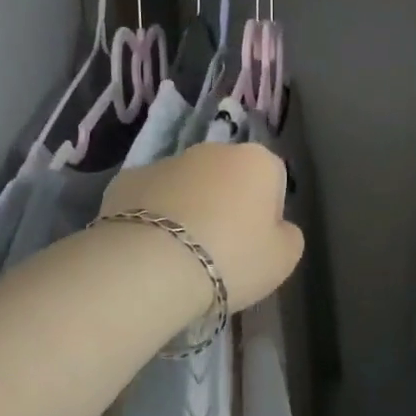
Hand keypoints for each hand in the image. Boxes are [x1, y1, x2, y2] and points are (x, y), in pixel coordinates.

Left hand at [100, 143, 303, 310]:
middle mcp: (213, 149)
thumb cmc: (232, 258)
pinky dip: (151, 216)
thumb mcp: (284, 258)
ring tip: (180, 253)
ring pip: (186, 185)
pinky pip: (149, 197)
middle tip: (219, 248)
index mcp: (257, 160)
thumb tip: (277, 227)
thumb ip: (288, 235)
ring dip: (188, 207)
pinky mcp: (127, 179)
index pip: (273, 179)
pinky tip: (149, 248)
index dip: (267, 212)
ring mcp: (166, 161)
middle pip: (228, 176)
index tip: (256, 244)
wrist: (151, 266)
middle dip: (225, 204)